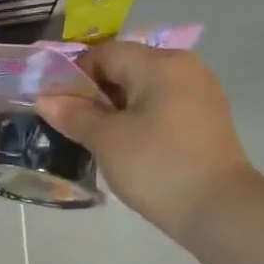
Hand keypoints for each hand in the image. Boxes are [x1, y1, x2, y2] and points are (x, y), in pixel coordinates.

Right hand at [36, 42, 253, 238]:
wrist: (219, 210)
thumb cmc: (158, 166)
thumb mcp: (107, 140)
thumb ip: (74, 115)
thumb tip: (44, 99)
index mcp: (160, 64)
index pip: (106, 53)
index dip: (74, 75)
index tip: (56, 106)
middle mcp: (184, 68)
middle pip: (126, 69)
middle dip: (94, 94)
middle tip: (71, 126)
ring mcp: (199, 94)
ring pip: (143, 91)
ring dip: (115, 110)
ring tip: (95, 140)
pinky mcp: (204, 121)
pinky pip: (161, 108)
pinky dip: (138, 121)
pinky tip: (126, 148)